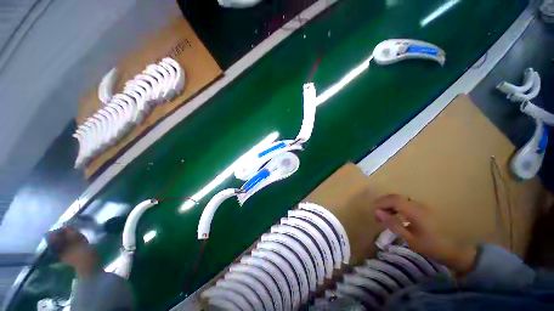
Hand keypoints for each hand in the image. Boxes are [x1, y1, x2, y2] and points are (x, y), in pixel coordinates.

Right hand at [373, 194, 476, 274]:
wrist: (456, 251)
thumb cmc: (432, 247)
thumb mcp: (410, 239)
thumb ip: (393, 224)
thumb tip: (377, 212)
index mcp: (415, 211)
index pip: (393, 199)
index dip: (380, 202)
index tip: (373, 211)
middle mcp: (417, 205)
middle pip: (395, 197)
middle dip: (382, 202)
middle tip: (376, 213)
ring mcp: (421, 206)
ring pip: (400, 199)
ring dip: (389, 204)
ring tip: (383, 215)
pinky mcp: (423, 210)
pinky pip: (405, 203)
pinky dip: (395, 206)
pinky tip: (394, 215)